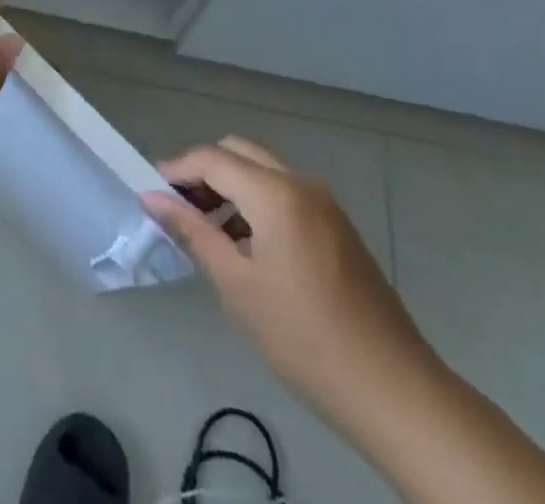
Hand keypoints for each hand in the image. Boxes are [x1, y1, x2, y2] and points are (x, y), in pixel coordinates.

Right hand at [142, 138, 440, 432]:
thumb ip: (193, 232)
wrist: (394, 391)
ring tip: (207, 233)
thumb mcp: (238, 287)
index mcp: (276, 193)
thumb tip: (151, 197)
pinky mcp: (337, 226)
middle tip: (178, 211)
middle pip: (238, 153)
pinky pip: (284, 194)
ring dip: (230, 188)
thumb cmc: (305, 339)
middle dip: (203, 173)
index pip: (212, 158)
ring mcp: (324, 203)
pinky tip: (247, 248)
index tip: (150, 193)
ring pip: (262, 171)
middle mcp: (300, 183)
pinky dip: (256, 203)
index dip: (176, 170)